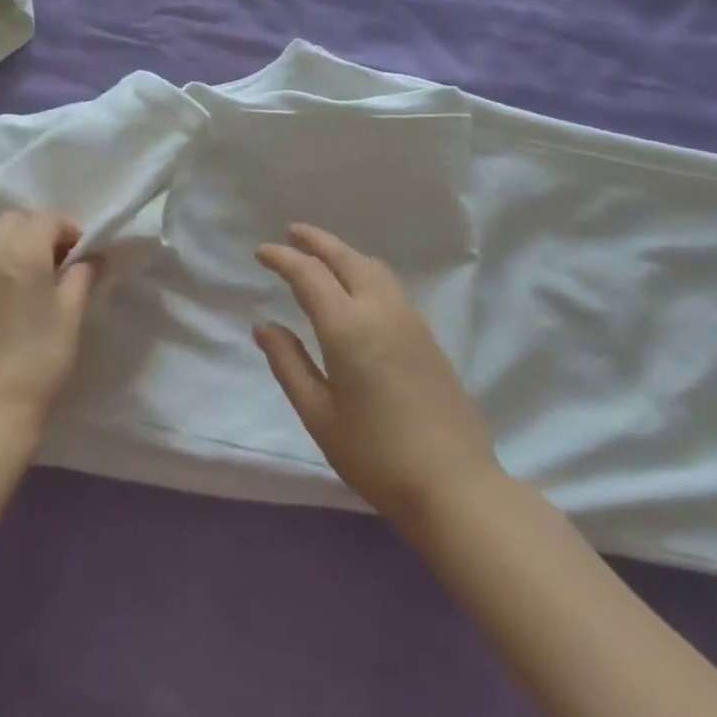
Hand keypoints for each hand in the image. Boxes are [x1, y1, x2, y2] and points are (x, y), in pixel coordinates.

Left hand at [0, 211, 99, 428]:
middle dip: (36, 230)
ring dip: (4, 240)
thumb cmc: (40, 358)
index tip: (81, 252)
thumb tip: (92, 256)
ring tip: (18, 269)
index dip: (69, 230)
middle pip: (12, 220)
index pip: (47, 219)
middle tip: (52, 259)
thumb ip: (82, 276)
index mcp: (21, 251)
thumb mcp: (71, 315)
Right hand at [255, 224, 501, 522]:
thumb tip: (265, 327)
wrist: (455, 485)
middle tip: (292, 231)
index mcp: (348, 328)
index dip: (283, 258)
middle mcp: (381, 311)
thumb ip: (289, 364)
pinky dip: (365, 270)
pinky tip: (357, 287)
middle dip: (317, 241)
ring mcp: (410, 320)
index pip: (309, 275)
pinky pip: (390, 285)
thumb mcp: (319, 415)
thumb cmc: (376, 455)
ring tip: (322, 254)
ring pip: (373, 267)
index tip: (262, 252)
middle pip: (346, 258)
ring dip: (344, 252)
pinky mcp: (428, 335)